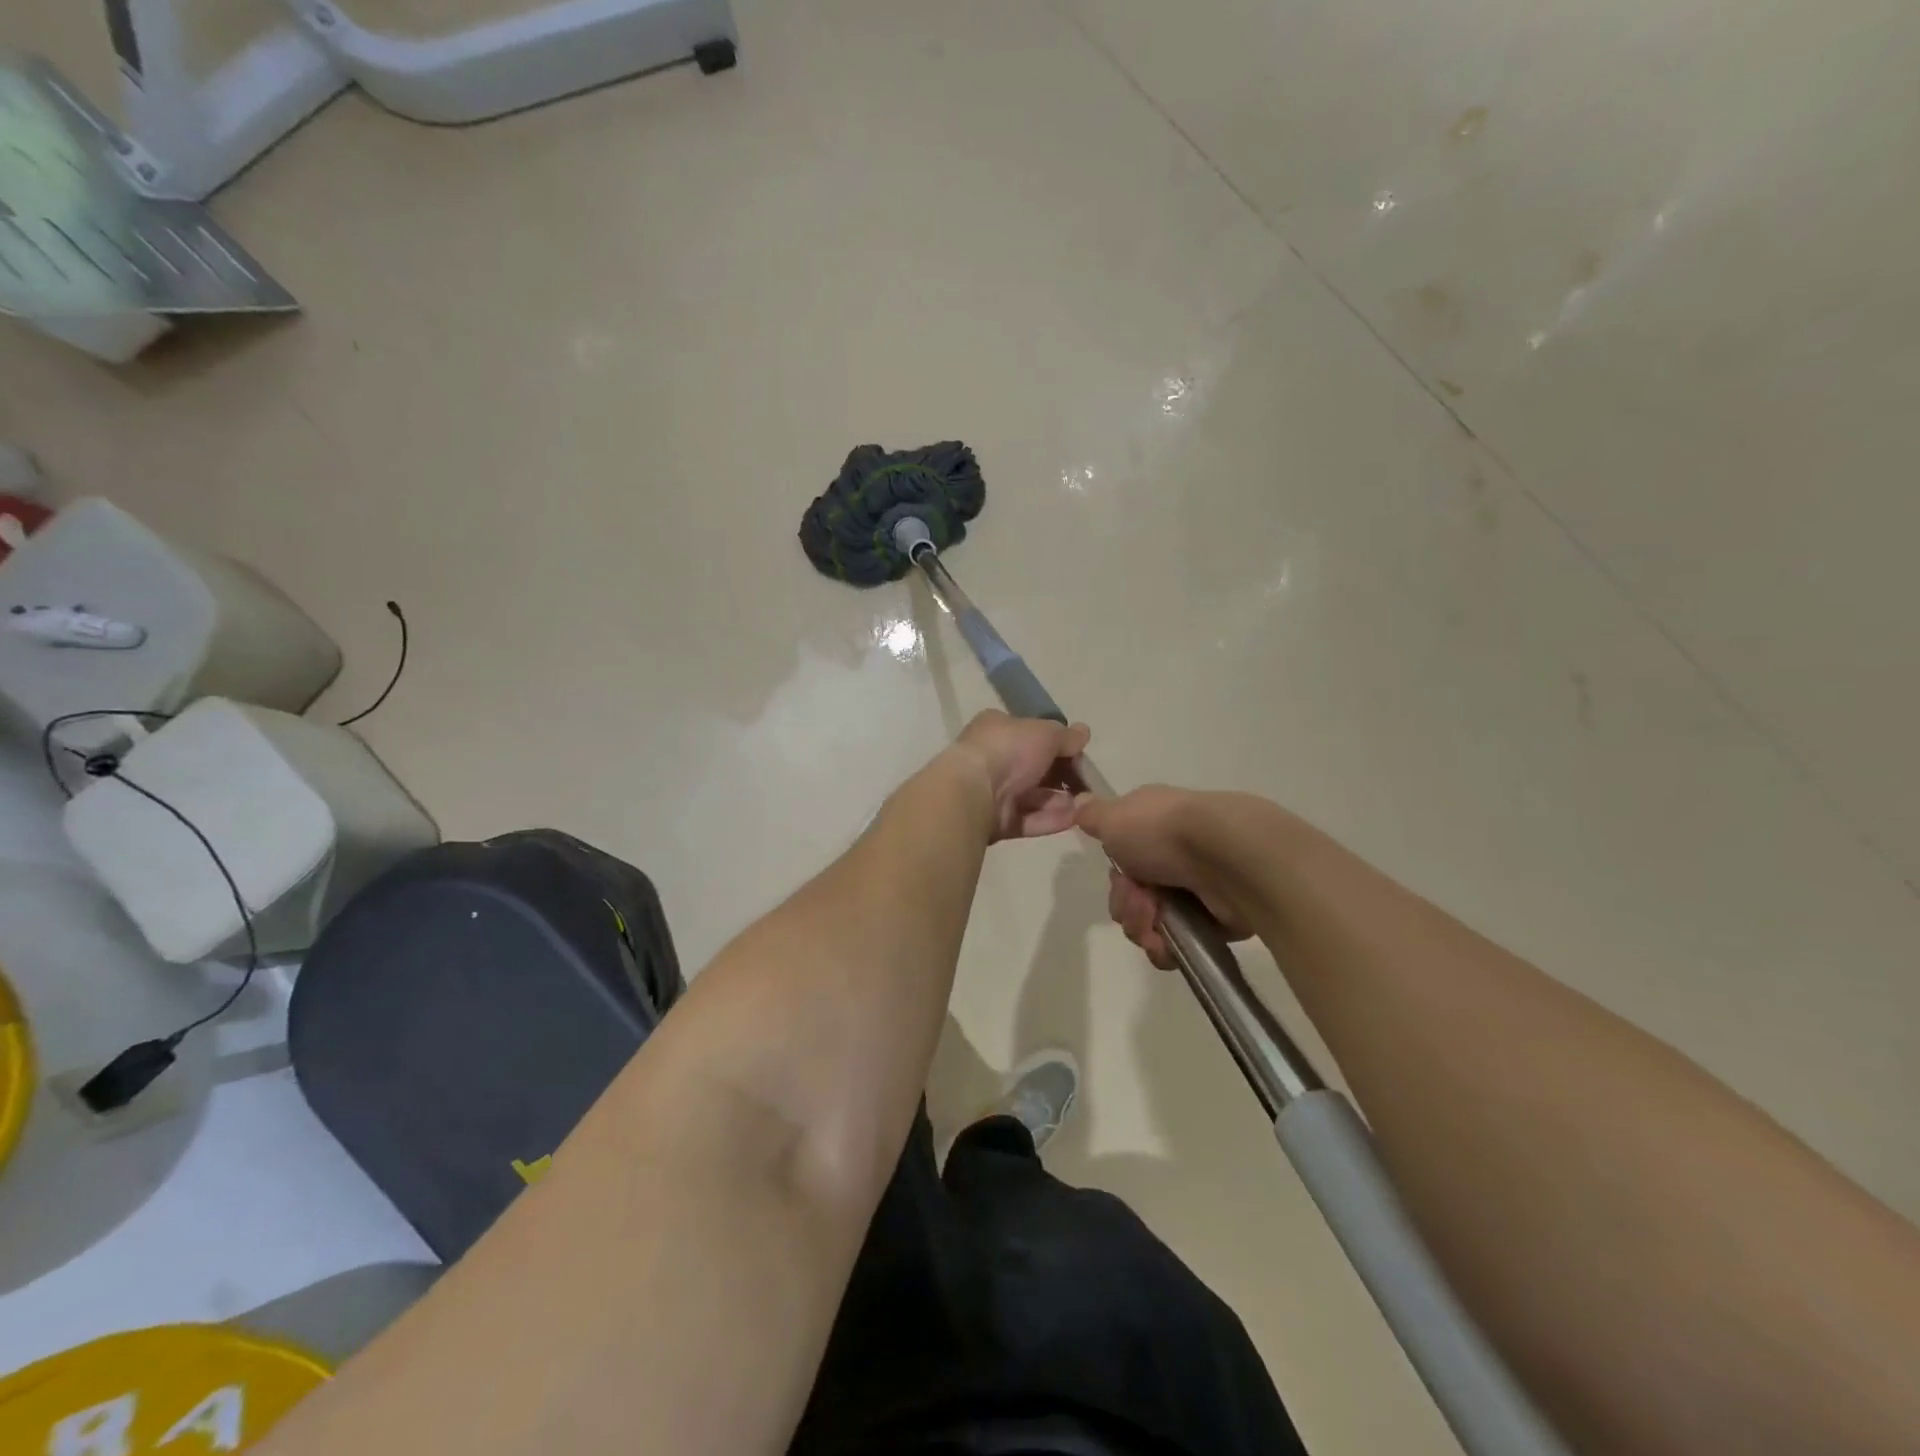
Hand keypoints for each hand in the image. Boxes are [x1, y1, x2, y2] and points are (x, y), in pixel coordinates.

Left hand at [952, 710, 1091, 842]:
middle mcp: (993, 758)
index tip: (1079, 753)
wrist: (974, 790)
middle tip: (1087, 783)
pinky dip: (1050, 819)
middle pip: (1034, 768)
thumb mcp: (1045, 732)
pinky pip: (1028, 819)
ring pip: (1033, 797)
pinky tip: (1074, 819)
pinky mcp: (995, 822)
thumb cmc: (1009, 749)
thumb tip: (1083, 733)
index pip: (1031, 734)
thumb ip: (1066, 735)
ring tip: (1086, 804)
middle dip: (1061, 776)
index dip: (1057, 743)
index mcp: (997, 729)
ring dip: (1060, 800)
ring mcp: (992, 792)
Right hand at [1073, 787, 1255, 968]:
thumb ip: (1093, 815)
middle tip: (1138, 899)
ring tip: (1155, 919)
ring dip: (1142, 925)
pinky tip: (1165, 942)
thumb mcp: (1114, 817)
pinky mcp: (1213, 922)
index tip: (1118, 874)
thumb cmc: (1163, 831)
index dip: (1115, 874)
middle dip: (1125, 904)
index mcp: (1153, 828)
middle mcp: (1173, 857)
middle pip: (1131, 895)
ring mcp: (1194, 890)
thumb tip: (1080, 801)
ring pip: (1148, 922)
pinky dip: (1164, 947)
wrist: (1227, 856)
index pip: (1122, 860)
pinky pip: (1173, 945)